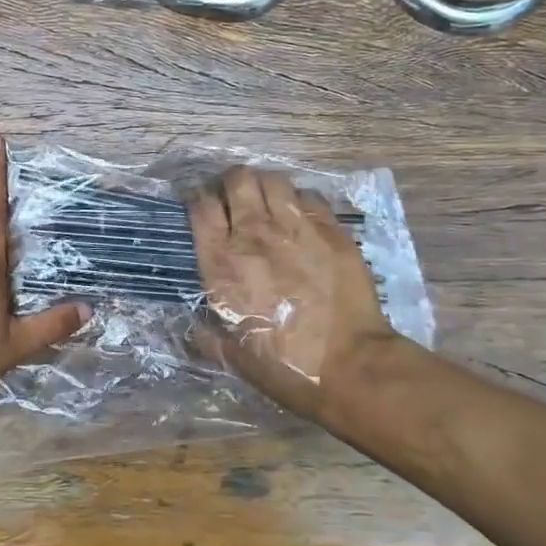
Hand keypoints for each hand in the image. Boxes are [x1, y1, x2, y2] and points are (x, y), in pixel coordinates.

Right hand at [187, 166, 401, 420]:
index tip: (201, 204)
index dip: (197, 198)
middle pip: (237, 179)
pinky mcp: (331, 229)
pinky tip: (301, 216)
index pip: (201, 206)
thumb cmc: (284, 366)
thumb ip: (206, 334)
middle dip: (231, 183)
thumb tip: (196, 325)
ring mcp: (295, 227)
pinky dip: (300, 200)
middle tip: (235, 199)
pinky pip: (309, 196)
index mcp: (222, 262)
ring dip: (265, 186)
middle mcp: (254, 234)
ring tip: (268, 202)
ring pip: (273, 179)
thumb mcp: (231, 355)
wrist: (348, 366)